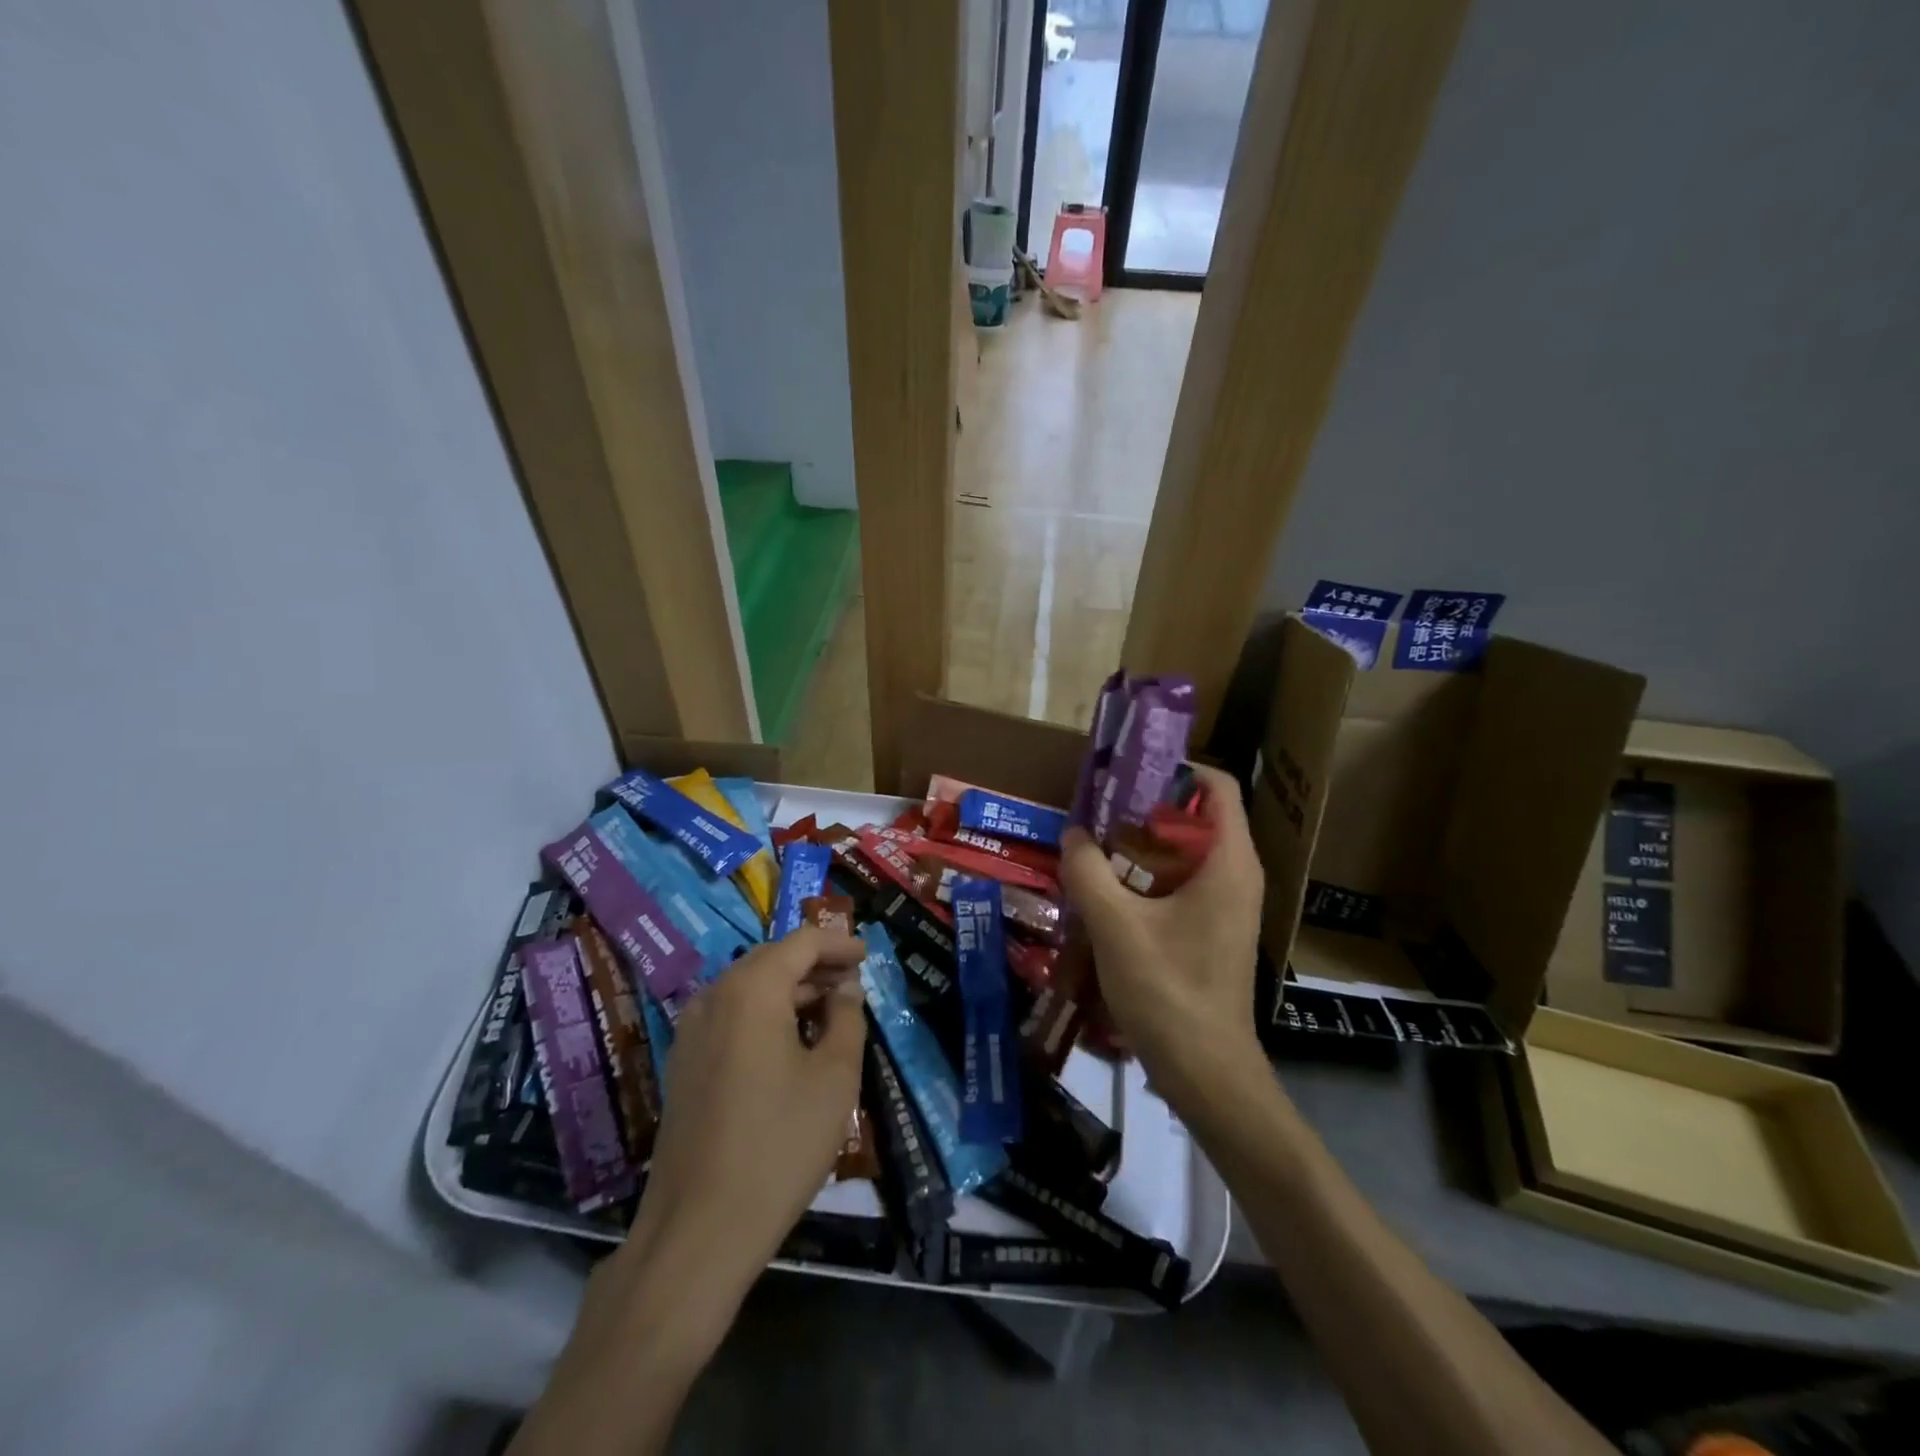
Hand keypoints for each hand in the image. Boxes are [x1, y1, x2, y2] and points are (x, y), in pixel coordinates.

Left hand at [617, 927, 867, 1312]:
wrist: (698, 1231)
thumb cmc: (779, 1144)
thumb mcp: (834, 1078)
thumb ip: (847, 1019)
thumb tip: (846, 988)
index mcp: (751, 990)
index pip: (801, 943)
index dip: (838, 943)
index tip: (867, 955)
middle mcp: (713, 998)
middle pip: (771, 961)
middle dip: (815, 965)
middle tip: (853, 982)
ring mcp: (691, 1033)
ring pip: (749, 990)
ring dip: (790, 991)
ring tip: (830, 1011)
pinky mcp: (683, 1066)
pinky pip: (730, 1018)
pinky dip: (765, 1015)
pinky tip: (791, 1043)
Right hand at [1060, 765, 1265, 1100]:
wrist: (1206, 1072)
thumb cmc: (1169, 991)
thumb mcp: (1116, 925)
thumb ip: (1089, 871)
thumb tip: (1075, 834)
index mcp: (1229, 861)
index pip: (1215, 785)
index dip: (1174, 768)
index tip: (1125, 772)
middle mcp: (1236, 874)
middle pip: (1195, 816)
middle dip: (1145, 808)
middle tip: (1097, 811)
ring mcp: (1226, 905)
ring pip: (1184, 853)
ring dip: (1141, 846)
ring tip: (1093, 847)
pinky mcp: (1211, 930)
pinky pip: (1180, 884)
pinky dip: (1146, 877)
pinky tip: (1105, 892)